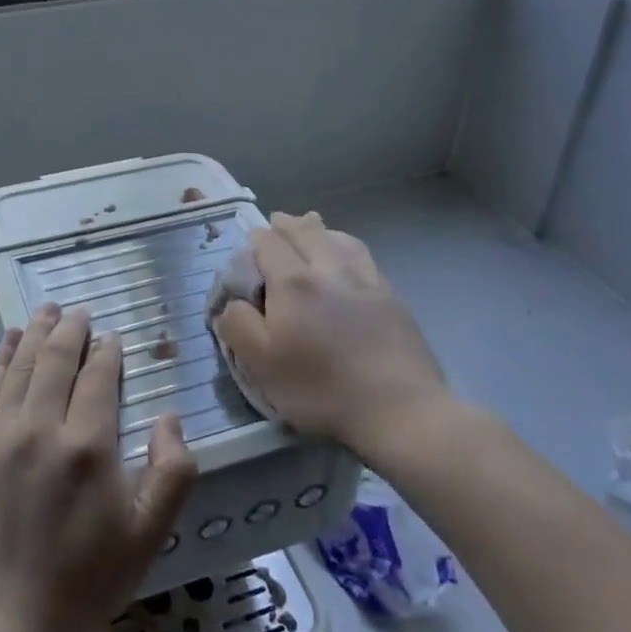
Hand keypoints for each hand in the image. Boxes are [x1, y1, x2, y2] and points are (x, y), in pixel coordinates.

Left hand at [0, 305, 196, 631]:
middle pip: (56, 360)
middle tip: (79, 311)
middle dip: (70, 330)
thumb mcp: (149, 534)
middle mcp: (41, 428)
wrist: (7, 623)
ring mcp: (0, 437)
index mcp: (88, 445)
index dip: (107, 351)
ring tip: (47, 311)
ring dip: (36, 334)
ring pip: (21, 367)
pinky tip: (9, 342)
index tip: (112, 338)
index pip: (98, 376)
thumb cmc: (87, 579)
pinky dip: (2, 360)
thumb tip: (169, 416)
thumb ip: (173, 470)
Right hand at [211, 212, 451, 453]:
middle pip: (305, 231)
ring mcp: (366, 279)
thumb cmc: (321, 388)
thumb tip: (231, 303)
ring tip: (310, 228)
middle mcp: (329, 268)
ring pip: (338, 237)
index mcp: (293, 282)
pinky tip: (346, 257)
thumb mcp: (261, 365)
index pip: (267, 243)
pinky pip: (363, 256)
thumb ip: (237, 326)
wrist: (399, 408)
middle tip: (275, 223)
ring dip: (318, 229)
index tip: (248, 249)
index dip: (254, 240)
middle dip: (286, 224)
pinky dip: (345, 246)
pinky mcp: (391, 296)